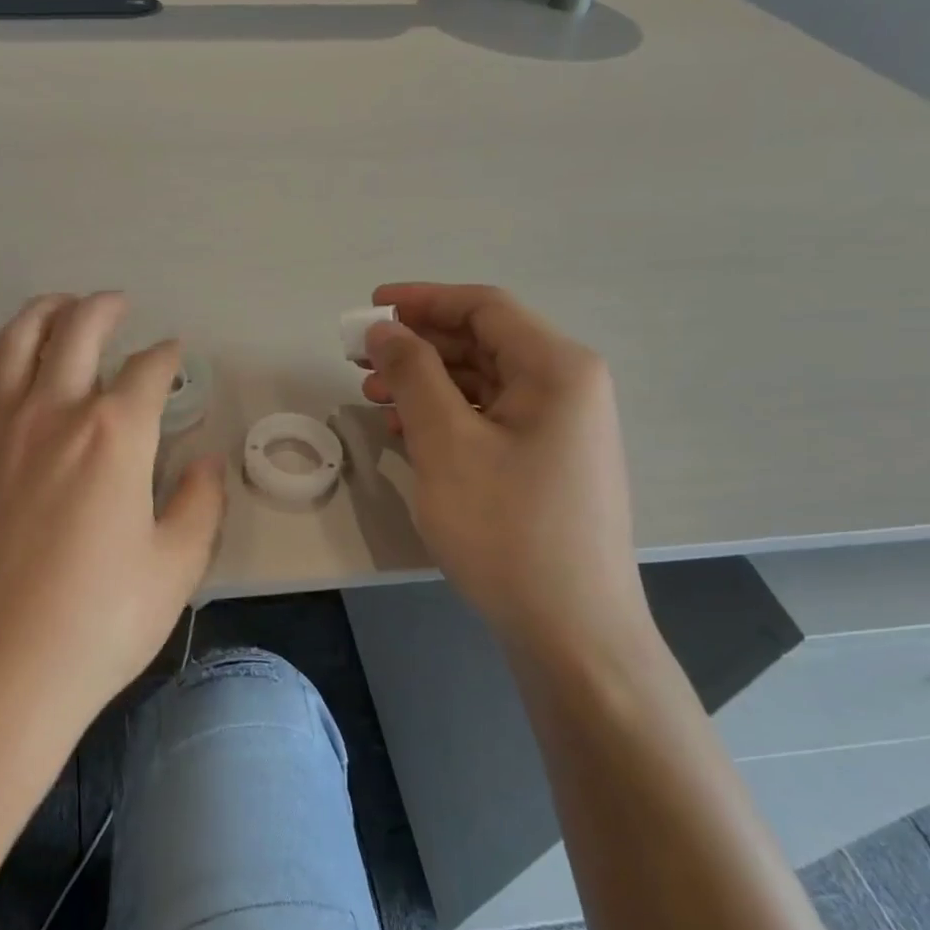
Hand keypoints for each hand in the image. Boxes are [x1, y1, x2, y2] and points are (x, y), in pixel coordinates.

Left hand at [0, 293, 226, 731]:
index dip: (167, 357)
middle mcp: (53, 413)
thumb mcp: (176, 565)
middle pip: (76, 331)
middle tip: (118, 304)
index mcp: (115, 434)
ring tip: (60, 306)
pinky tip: (5, 368)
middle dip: (102, 308)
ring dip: (42, 313)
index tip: (176, 356)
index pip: (148, 372)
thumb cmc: (100, 621)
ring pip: (15, 344)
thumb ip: (200, 502)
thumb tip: (208, 461)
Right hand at [360, 284, 644, 642]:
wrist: (570, 630)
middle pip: (482, 343)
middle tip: (359, 358)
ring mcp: (560, 428)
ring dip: (426, 382)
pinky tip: (405, 431)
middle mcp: (567, 387)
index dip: (422, 300)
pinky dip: (446, 417)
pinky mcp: (546, 462)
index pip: (484, 308)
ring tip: (373, 395)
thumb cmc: (507, 528)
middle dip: (417, 345)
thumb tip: (386, 329)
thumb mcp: (447, 443)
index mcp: (557, 368)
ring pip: (482, 383)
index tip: (369, 307)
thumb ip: (413, 374)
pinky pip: (490, 419)